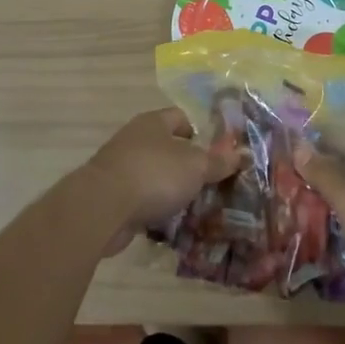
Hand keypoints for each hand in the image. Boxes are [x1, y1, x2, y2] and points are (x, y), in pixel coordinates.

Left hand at [85, 108, 242, 250]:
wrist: (102, 208)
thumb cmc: (154, 175)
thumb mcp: (195, 166)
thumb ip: (218, 161)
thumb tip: (241, 154)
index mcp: (153, 123)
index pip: (181, 118)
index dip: (201, 132)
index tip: (219, 153)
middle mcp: (135, 140)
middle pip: (168, 148)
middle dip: (188, 166)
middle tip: (213, 184)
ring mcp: (120, 168)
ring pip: (155, 176)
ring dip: (171, 190)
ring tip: (197, 207)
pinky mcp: (112, 196)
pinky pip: (142, 200)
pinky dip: (156, 210)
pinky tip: (172, 225)